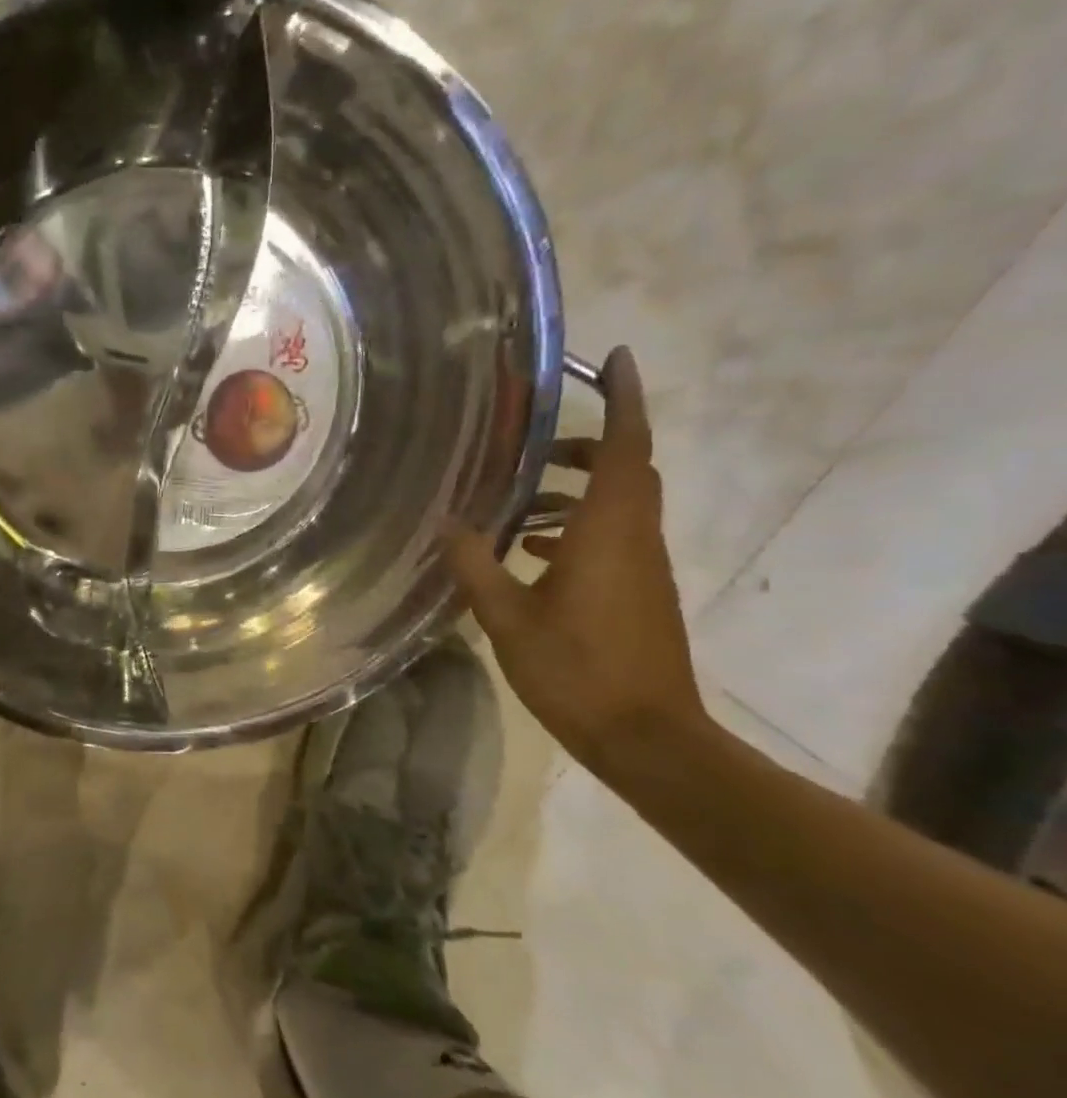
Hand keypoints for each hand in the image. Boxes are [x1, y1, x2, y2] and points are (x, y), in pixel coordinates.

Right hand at [443, 347, 704, 765]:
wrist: (648, 739)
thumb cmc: (578, 671)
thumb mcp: (508, 618)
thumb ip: (475, 565)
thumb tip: (449, 522)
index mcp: (609, 531)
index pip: (625, 446)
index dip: (623, 397)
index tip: (614, 358)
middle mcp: (634, 538)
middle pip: (625, 468)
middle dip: (588, 443)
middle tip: (535, 441)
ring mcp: (642, 567)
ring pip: (617, 504)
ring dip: (577, 489)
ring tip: (519, 500)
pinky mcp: (640, 593)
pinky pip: (612, 538)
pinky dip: (577, 528)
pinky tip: (532, 552)